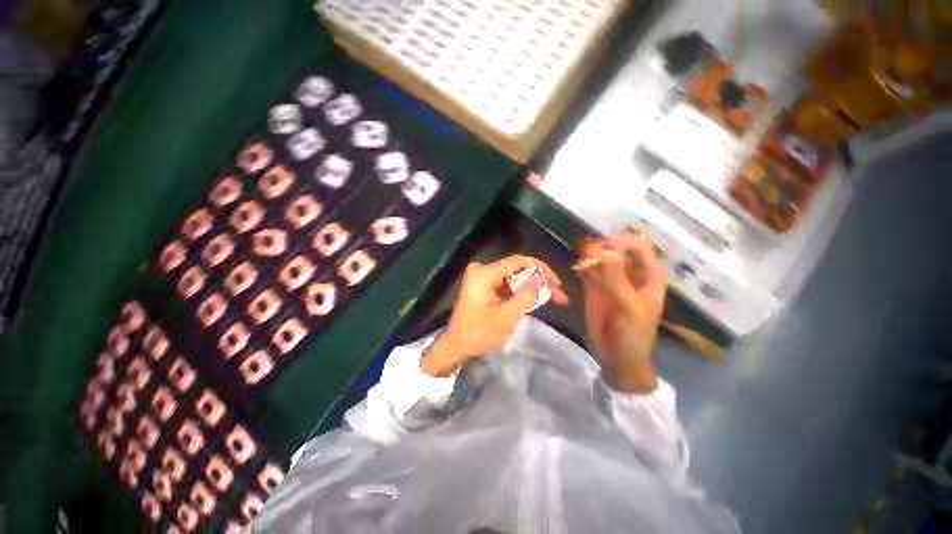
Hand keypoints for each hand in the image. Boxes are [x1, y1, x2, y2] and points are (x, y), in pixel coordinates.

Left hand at [421, 255, 568, 376]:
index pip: (518, 261)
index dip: (541, 269)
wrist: (456, 347)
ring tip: (551, 299)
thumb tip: (540, 280)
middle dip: (538, 281)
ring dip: (531, 288)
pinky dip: (519, 293)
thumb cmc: (479, 334)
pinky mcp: (482, 287)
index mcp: (484, 273)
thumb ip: (526, 296)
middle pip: (517, 269)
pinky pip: (506, 285)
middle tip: (558, 295)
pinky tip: (533, 301)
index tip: (557, 283)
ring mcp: (481, 278)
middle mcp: (482, 270)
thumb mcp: (507, 317)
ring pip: (513, 278)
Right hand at [581, 231, 668, 392]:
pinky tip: (579, 270)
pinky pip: (588, 270)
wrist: (617, 356)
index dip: (624, 242)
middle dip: (604, 247)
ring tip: (583, 262)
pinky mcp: (594, 286)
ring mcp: (610, 278)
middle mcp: (629, 272)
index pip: (639, 247)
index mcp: (648, 275)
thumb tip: (606, 251)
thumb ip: (618, 280)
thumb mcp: (629, 307)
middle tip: (590, 253)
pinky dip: (583, 267)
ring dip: (591, 256)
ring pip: (600, 257)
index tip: (607, 247)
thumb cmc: (634, 333)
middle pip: (617, 248)